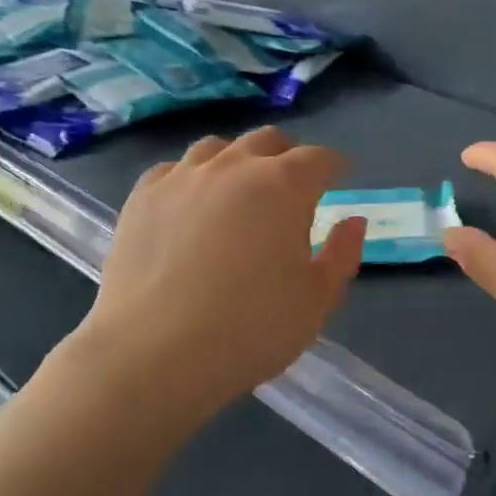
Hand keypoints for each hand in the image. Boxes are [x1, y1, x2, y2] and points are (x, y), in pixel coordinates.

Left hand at [79, 127, 364, 423]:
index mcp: (284, 186)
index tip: (340, 179)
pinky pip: (173, 169)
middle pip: (268, 141)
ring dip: (238, 160)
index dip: (335, 167)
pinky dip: (191, 178)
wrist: (153, 354)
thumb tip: (353, 221)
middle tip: (294, 186)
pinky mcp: (142, 197)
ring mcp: (183, 177)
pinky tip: (191, 204)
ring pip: (217, 147)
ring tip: (240, 189)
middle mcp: (234, 167)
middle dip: (289, 156)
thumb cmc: (250, 329)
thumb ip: (342, 254)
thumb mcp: (317, 300)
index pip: (319, 158)